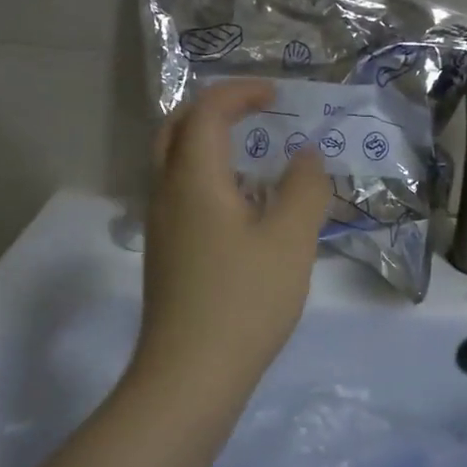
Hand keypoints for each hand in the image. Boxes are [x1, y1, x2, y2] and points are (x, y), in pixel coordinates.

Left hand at [132, 80, 331, 404]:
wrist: (191, 374)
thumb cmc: (244, 300)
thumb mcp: (290, 240)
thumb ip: (304, 189)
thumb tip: (305, 156)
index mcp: (193, 179)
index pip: (205, 111)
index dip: (239, 93)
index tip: (276, 95)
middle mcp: (166, 195)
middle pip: (175, 130)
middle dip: (213, 111)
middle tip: (253, 114)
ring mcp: (161, 228)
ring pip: (174, 166)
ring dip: (208, 146)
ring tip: (253, 157)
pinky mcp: (166, 257)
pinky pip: (182, 196)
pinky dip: (208, 180)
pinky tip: (242, 209)